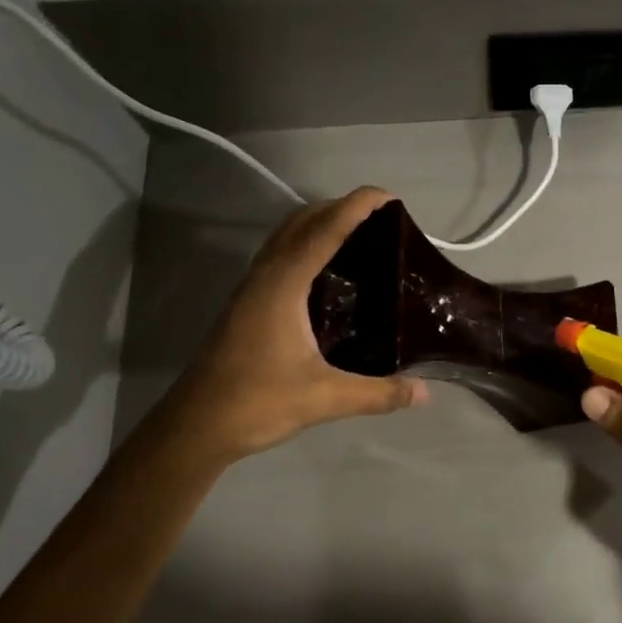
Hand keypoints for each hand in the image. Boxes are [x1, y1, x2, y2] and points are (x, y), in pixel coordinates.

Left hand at [158, 187, 426, 464]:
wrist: (196, 426)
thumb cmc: (257, 402)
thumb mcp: (325, 398)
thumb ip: (378, 393)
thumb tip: (424, 393)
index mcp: (283, 285)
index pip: (325, 230)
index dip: (357, 207)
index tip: (389, 196)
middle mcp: (265, 276)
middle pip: (302, 221)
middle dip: (339, 208)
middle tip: (380, 219)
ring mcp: (252, 288)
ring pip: (286, 237)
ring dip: (319, 224)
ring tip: (358, 236)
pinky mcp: (247, 304)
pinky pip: (280, 257)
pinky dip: (306, 246)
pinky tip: (327, 274)